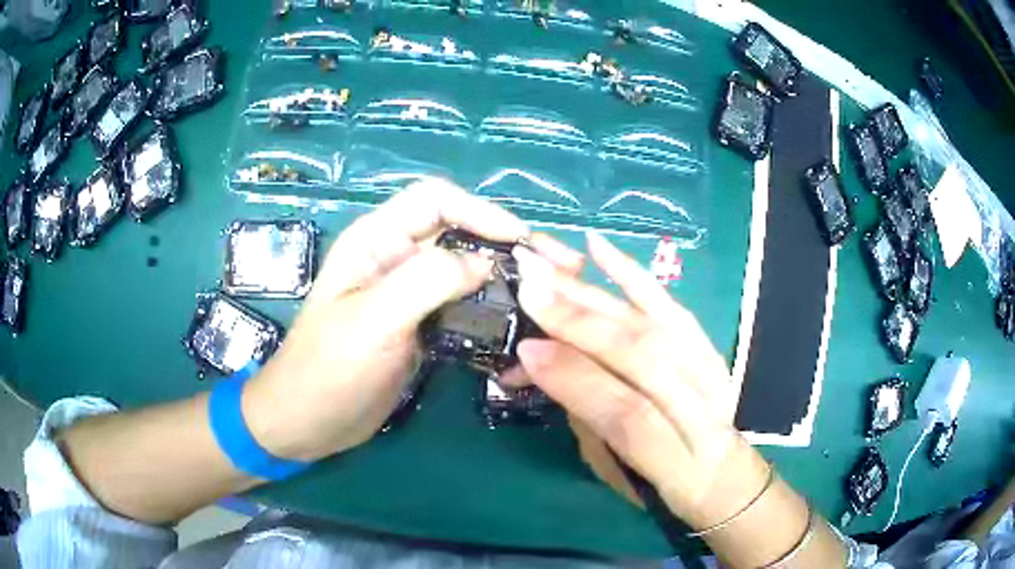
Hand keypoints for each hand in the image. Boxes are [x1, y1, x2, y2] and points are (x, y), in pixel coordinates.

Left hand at [241, 180, 528, 461]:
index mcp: (375, 240)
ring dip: (510, 276)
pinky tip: (522, 320)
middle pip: (461, 231)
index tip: (522, 241)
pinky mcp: (421, 324)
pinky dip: (495, 307)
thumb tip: (486, 260)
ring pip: (468, 268)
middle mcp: (396, 257)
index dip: (481, 210)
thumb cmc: (327, 370)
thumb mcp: (371, 322)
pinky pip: (465, 304)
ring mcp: (410, 294)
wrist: (307, 423)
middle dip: (510, 243)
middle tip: (562, 266)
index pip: (435, 200)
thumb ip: (426, 282)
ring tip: (553, 294)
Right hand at [512, 233, 769, 528]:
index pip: (628, 415)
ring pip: (654, 326)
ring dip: (596, 295)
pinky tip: (600, 249)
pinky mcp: (711, 351)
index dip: (578, 380)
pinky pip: (674, 306)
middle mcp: (705, 414)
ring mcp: (715, 376)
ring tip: (550, 269)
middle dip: (581, 323)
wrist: (727, 477)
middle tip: (529, 291)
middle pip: (645, 358)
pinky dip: (634, 276)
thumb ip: (589, 422)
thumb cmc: (664, 486)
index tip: (527, 352)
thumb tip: (549, 364)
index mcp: (677, 464)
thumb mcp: (619, 476)